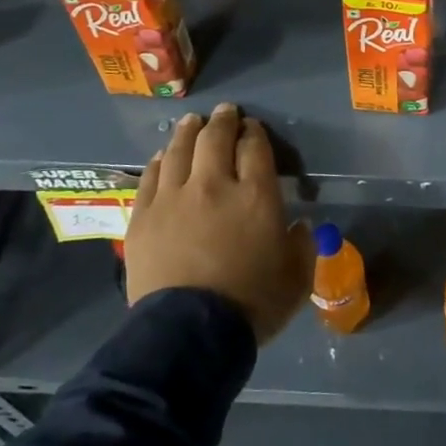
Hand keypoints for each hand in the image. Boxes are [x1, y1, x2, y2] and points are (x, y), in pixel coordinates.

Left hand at [124, 103, 312, 342]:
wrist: (189, 333)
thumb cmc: (252, 304)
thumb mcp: (297, 277)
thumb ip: (302, 245)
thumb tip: (298, 226)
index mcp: (256, 196)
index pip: (255, 147)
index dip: (254, 132)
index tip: (252, 128)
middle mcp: (214, 185)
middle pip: (215, 138)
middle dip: (223, 121)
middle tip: (225, 112)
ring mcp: (174, 198)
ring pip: (179, 150)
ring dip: (188, 132)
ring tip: (192, 122)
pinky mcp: (144, 217)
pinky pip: (150, 176)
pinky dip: (158, 160)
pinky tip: (161, 155)